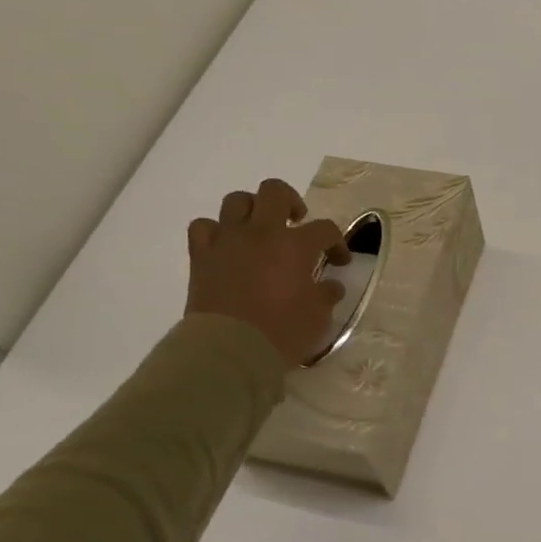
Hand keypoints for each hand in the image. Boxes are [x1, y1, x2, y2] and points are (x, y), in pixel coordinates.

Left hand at [186, 178, 350, 366]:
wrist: (230, 350)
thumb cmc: (282, 333)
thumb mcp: (318, 317)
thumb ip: (326, 295)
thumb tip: (330, 285)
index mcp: (295, 246)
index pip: (325, 229)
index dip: (336, 243)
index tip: (339, 261)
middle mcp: (261, 233)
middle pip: (275, 192)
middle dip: (291, 202)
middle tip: (296, 222)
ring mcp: (228, 241)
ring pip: (237, 201)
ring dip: (252, 209)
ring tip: (259, 228)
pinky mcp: (201, 256)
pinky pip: (203, 227)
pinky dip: (216, 231)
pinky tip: (226, 245)